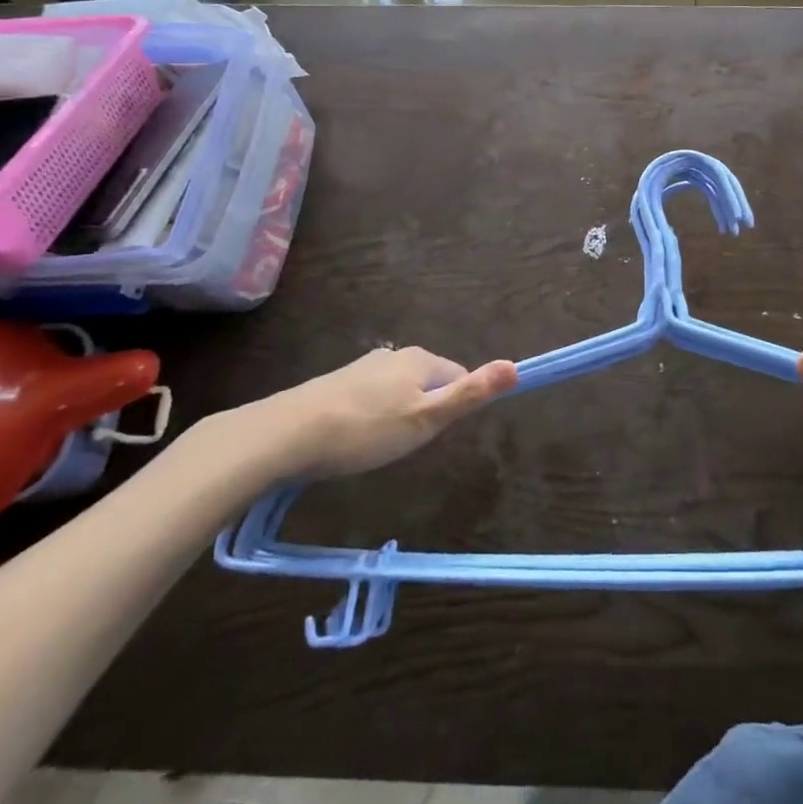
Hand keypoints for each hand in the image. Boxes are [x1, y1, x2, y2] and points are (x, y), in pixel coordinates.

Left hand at [240, 346, 516, 479]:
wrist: (285, 434)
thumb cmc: (366, 429)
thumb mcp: (427, 418)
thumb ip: (471, 393)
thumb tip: (516, 365)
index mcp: (420, 359)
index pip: (458, 377)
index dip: (453, 407)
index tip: (433, 435)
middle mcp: (393, 355)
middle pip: (428, 383)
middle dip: (424, 412)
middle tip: (404, 445)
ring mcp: (361, 368)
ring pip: (396, 392)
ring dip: (395, 417)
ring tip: (376, 448)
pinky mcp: (335, 385)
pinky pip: (369, 400)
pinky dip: (369, 419)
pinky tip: (352, 441)